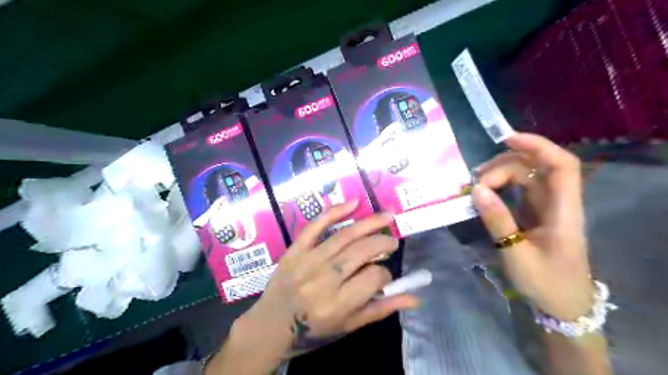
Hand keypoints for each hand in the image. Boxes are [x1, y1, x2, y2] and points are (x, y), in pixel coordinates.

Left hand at [217, 200, 415, 371]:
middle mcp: (324, 278)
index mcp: (338, 303)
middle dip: (383, 243)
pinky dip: (335, 212)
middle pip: (361, 251)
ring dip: (370, 223)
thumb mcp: (348, 326)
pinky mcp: (295, 249)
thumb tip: (414, 298)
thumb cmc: (312, 330)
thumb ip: (380, 309)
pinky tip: (354, 202)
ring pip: (345, 236)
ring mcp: (308, 260)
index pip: (373, 278)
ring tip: (387, 217)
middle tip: (392, 242)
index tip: (385, 276)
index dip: (386, 275)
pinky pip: (315, 226)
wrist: (270, 325)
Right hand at [471, 133, 591, 320]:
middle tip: (476, 184)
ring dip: (500, 174)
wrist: (562, 304)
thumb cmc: (545, 281)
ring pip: (525, 176)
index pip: (561, 166)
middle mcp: (557, 202)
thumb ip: (498, 220)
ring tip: (475, 186)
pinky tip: (483, 193)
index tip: (506, 140)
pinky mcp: (534, 213)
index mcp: (563, 211)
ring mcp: (545, 207)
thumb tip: (476, 190)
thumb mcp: (516, 253)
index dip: (538, 146)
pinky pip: (518, 189)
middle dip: (503, 167)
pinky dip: (499, 186)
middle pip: (535, 168)